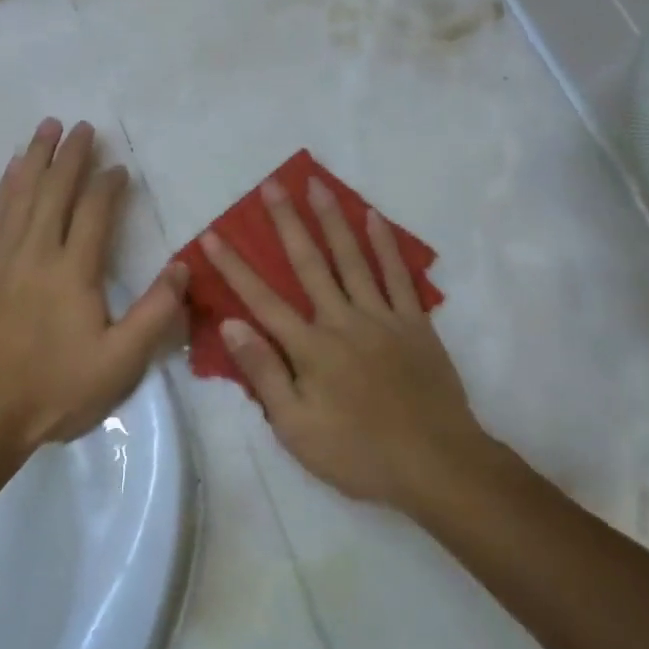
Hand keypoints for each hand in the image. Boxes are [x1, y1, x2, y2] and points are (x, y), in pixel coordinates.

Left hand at [0, 119, 187, 454]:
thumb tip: (182, 266)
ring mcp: (0, 259)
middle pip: (54, 192)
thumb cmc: (56, 391)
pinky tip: (11, 170)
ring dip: (35, 158)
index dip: (108, 185)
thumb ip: (154, 313)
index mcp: (74, 273)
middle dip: (70, 156)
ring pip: (20, 195)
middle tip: (82, 126)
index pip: (94, 212)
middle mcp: (36, 253)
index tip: (119, 169)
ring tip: (47, 128)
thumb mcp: (120, 363)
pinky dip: (4, 188)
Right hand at [201, 178, 492, 511]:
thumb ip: (264, 372)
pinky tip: (374, 217)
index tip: (213, 234)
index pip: (262, 299)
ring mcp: (382, 318)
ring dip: (333, 219)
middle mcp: (343, 320)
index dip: (235, 266)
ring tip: (318, 184)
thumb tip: (232, 324)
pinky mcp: (415, 323)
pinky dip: (385, 245)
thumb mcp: (296, 427)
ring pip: (352, 258)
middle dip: (286, 223)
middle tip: (271, 185)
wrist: (436, 464)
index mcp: (310, 348)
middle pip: (309, 263)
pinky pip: (397, 276)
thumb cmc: (358, 453)